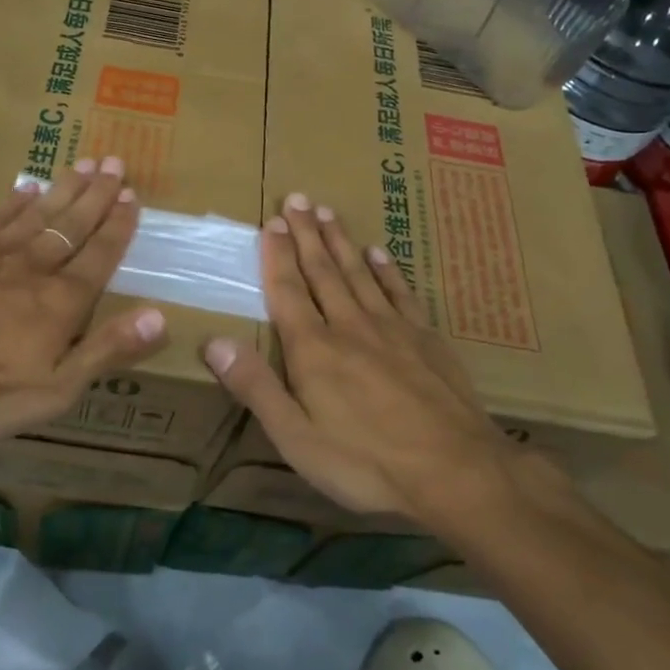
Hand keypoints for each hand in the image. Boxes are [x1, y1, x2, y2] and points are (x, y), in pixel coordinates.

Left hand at [0, 158, 167, 462]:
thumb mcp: (56, 390)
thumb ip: (107, 350)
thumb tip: (160, 316)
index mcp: (61, 301)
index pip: (99, 254)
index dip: (118, 225)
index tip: (132, 195)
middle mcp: (33, 268)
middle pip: (72, 224)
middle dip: (97, 194)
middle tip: (114, 162)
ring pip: (37, 214)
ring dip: (63, 189)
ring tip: (83, 163)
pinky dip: (13, 202)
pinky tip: (26, 188)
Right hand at [202, 193, 511, 525]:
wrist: (455, 471)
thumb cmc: (366, 463)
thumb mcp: (296, 438)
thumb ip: (256, 388)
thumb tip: (213, 342)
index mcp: (313, 350)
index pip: (288, 291)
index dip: (276, 256)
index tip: (270, 222)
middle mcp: (350, 326)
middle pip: (323, 271)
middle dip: (306, 234)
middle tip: (298, 198)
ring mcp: (392, 329)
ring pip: (360, 273)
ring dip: (341, 242)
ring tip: (329, 213)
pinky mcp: (426, 339)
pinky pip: (401, 293)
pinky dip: (387, 270)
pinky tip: (379, 253)